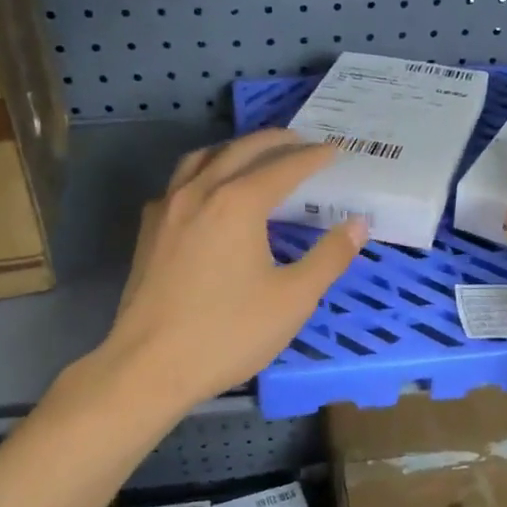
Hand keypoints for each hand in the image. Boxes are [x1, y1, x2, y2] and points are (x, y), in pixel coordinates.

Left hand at [103, 130, 367, 413]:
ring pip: (202, 159)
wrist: (150, 366)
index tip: (335, 151)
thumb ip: (329, 257)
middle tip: (300, 141)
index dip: (313, 157)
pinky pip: (178, 183)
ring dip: (233, 150)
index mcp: (238, 203)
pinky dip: (202, 173)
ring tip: (253, 157)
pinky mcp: (149, 231)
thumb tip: (358, 224)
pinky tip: (208, 194)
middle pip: (240, 151)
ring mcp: (167, 209)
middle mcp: (200, 193)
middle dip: (274, 141)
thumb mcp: (293, 299)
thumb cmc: (228, 333)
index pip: (284, 167)